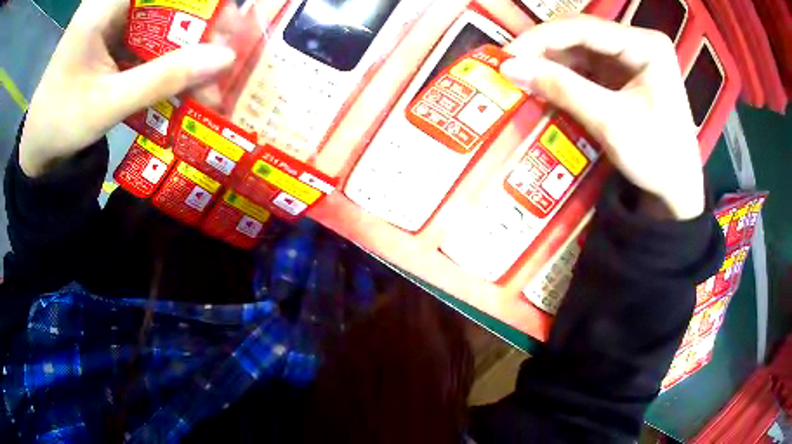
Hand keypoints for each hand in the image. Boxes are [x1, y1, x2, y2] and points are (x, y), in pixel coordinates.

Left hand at [19, 0, 235, 177]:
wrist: (39, 142)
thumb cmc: (60, 123)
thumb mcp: (108, 104)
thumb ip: (163, 79)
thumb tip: (224, 58)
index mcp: (104, 5)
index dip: (200, 1)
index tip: (228, 17)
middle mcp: (113, 2)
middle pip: (169, 1)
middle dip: (201, 21)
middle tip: (228, 48)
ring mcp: (116, 17)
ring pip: (166, 16)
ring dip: (189, 42)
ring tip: (213, 69)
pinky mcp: (118, 34)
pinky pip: (154, 34)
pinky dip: (172, 54)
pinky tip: (187, 74)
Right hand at [500, 15, 704, 219]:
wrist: (677, 191)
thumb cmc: (656, 158)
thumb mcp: (611, 123)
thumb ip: (564, 89)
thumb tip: (510, 68)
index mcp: (648, 46)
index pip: (586, 28)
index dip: (543, 38)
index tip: (508, 55)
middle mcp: (639, 43)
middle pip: (582, 34)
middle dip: (545, 49)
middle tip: (510, 66)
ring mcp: (631, 57)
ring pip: (580, 48)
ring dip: (551, 61)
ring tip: (522, 74)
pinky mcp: (623, 74)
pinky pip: (586, 65)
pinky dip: (564, 74)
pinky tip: (545, 82)